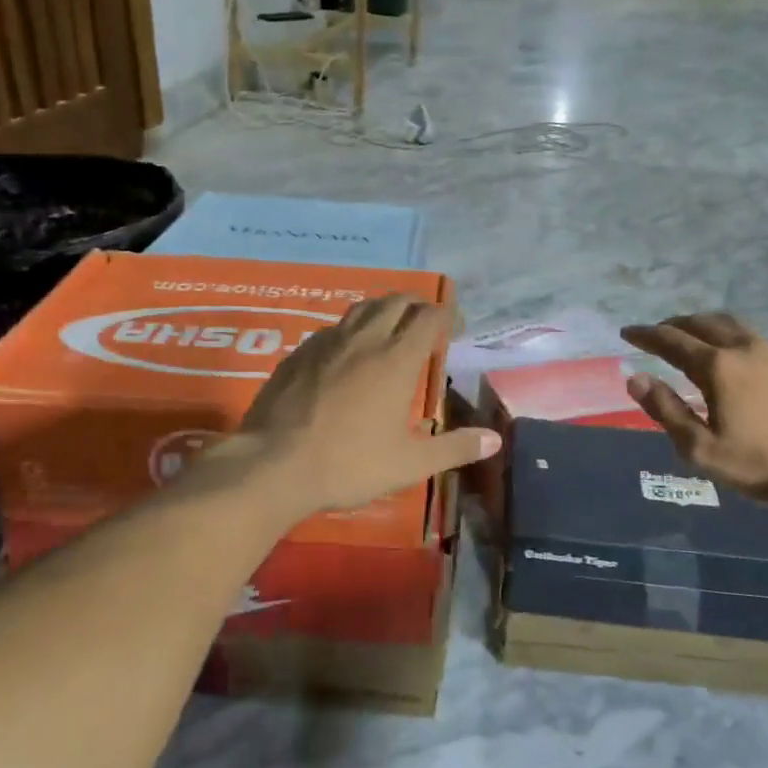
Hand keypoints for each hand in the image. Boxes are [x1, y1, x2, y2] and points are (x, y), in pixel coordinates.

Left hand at [238, 295, 496, 517]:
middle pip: (396, 302)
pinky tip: (347, 352)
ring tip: (390, 328)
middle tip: (426, 323)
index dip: (446, 315)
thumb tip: (494, 439)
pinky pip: (333, 328)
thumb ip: (454, 448)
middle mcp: (364, 340)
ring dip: (383, 310)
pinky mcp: (298, 354)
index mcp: (396, 360)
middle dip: (417, 305)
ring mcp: (327, 343)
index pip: (429, 318)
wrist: (273, 465)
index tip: (456, 327)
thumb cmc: (349, 464)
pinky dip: (351, 329)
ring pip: (361, 308)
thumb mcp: (409, 464)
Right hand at [620, 313, 767, 504]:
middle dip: (674, 324)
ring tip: (692, 337)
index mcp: (717, 367)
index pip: (671, 340)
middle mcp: (743, 349)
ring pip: (731, 325)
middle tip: (657, 333)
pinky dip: (730, 338)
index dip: (645, 335)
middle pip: (701, 323)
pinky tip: (734, 358)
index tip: (627, 332)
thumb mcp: (703, 450)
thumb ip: (666, 411)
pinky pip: (753, 339)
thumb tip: (636, 379)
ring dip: (704, 326)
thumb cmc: (765, 463)